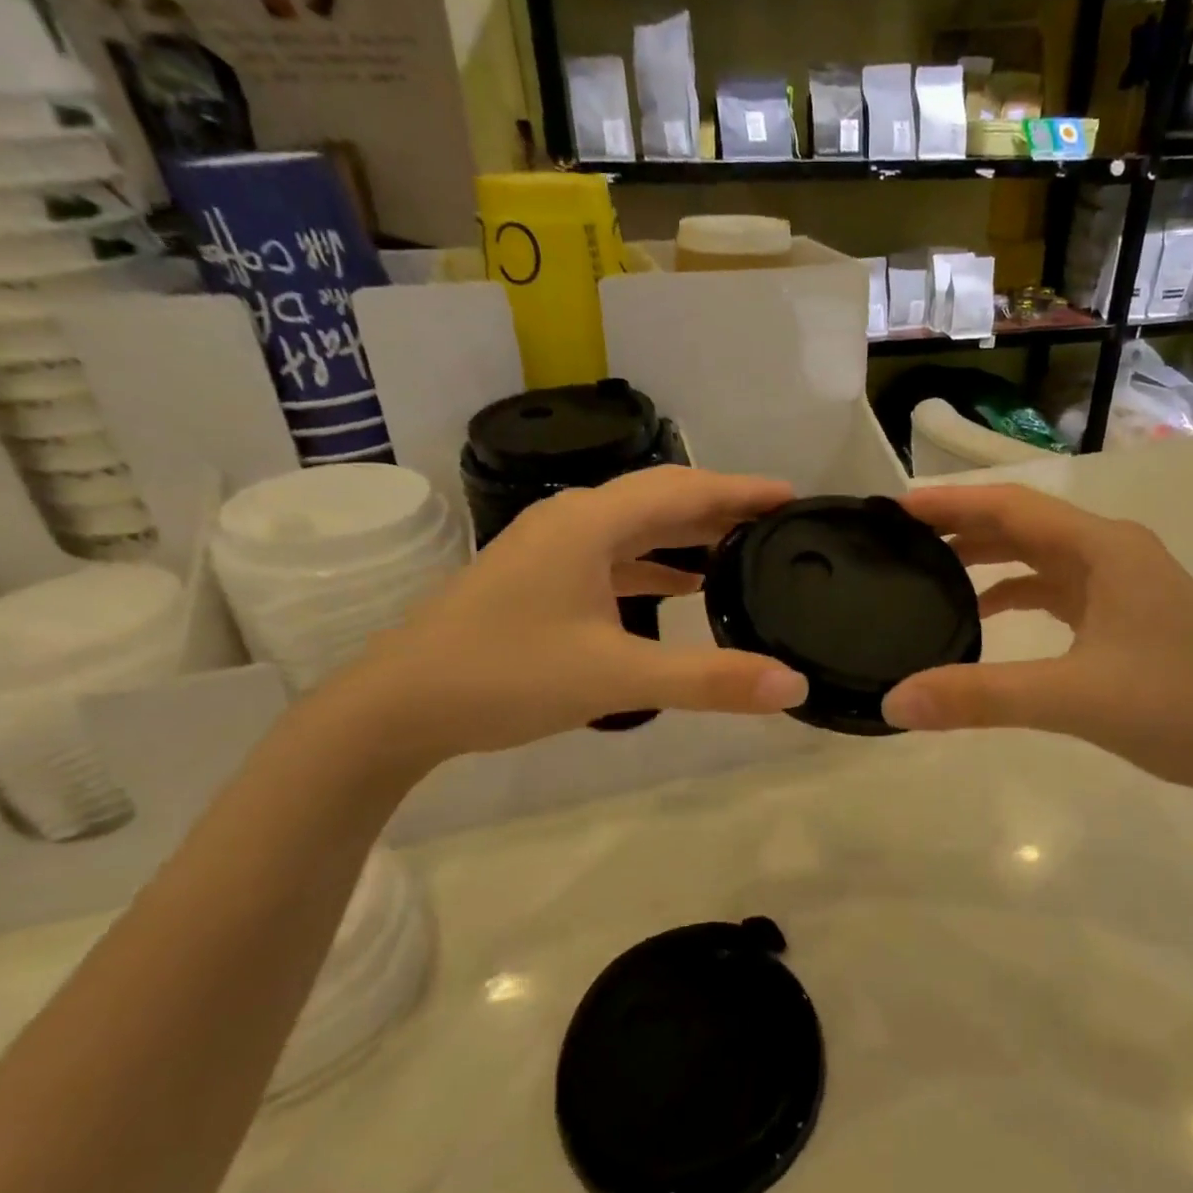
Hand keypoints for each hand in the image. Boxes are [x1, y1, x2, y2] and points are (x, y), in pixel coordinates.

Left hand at [322, 466, 808, 771]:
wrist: (398, 705)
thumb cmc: (506, 677)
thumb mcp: (615, 678)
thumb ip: (709, 680)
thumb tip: (794, 685)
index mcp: (591, 523)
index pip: (684, 488)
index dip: (741, 489)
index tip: (793, 496)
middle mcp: (572, 520)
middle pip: (662, 498)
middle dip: (721, 507)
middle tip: (777, 523)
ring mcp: (551, 547)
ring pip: (636, 527)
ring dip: (688, 534)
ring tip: (742, 550)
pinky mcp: (541, 576)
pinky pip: (614, 555)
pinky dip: (655, 564)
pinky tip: (681, 587)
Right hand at [882, 484, 1192, 799]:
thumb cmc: (1179, 709)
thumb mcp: (1072, 699)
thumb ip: (980, 697)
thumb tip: (894, 702)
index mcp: (1105, 548)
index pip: (1013, 506)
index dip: (952, 502)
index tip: (896, 507)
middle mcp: (1112, 552)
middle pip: (1023, 524)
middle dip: (962, 527)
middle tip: (900, 538)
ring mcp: (1122, 583)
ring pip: (1039, 556)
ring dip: (987, 558)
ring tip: (929, 570)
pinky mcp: (1124, 615)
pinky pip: (1056, 589)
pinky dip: (1015, 592)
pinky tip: (985, 614)